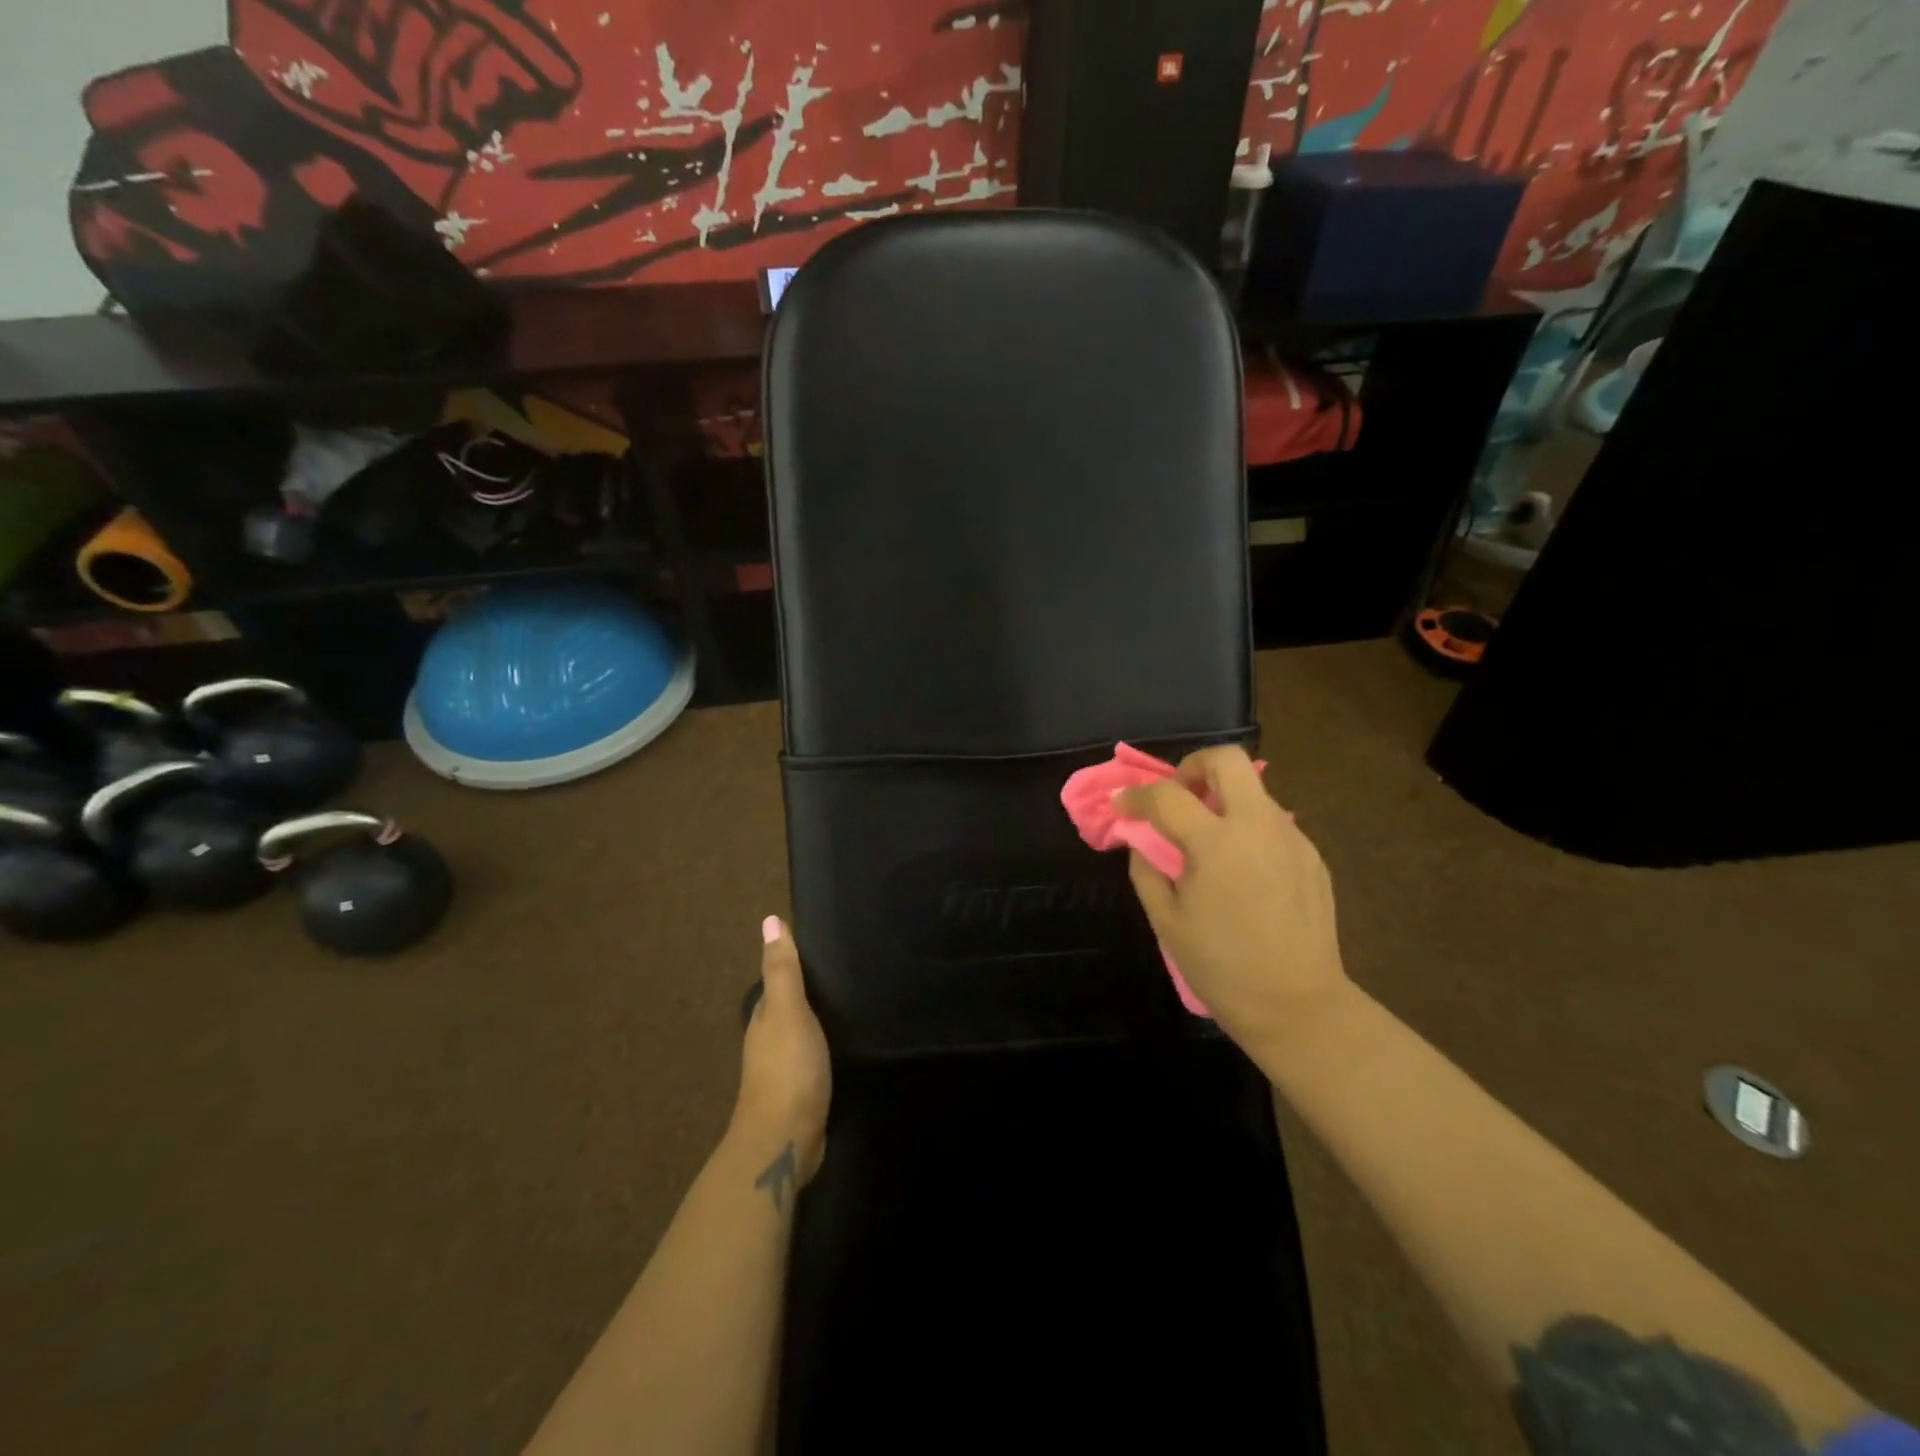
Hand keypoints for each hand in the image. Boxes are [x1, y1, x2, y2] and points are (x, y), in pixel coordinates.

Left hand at [731, 917, 831, 1184]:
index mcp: (765, 1016)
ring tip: (856, 999)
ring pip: (804, 1031)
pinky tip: (848, 1040)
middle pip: (791, 1005)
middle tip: (851, 967)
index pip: (780, 979)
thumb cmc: (787, 1067)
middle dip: (813, 988)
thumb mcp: (788, 1010)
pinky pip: (816, 1056)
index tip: (827, 942)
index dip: (798, 961)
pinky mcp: (802, 1091)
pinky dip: (828, 1044)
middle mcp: (770, 1038)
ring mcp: (785, 1068)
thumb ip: (783, 969)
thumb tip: (769, 919)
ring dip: (821, 1017)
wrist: (785, 1140)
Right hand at [1114, 747, 1351, 1061]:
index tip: (1122, 806)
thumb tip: (1140, 840)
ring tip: (1208, 841)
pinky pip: (1271, 823)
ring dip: (1222, 799)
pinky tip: (1241, 870)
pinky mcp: (1311, 855)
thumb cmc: (1221, 967)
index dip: (1135, 796)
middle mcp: (1257, 826)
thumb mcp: (1166, 921)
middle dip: (1193, 766)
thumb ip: (1147, 870)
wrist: (1298, 1005)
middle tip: (1178, 797)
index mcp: (1215, 844)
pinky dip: (1246, 828)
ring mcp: (1291, 837)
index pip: (1166, 795)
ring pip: (1253, 789)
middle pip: (1227, 759)